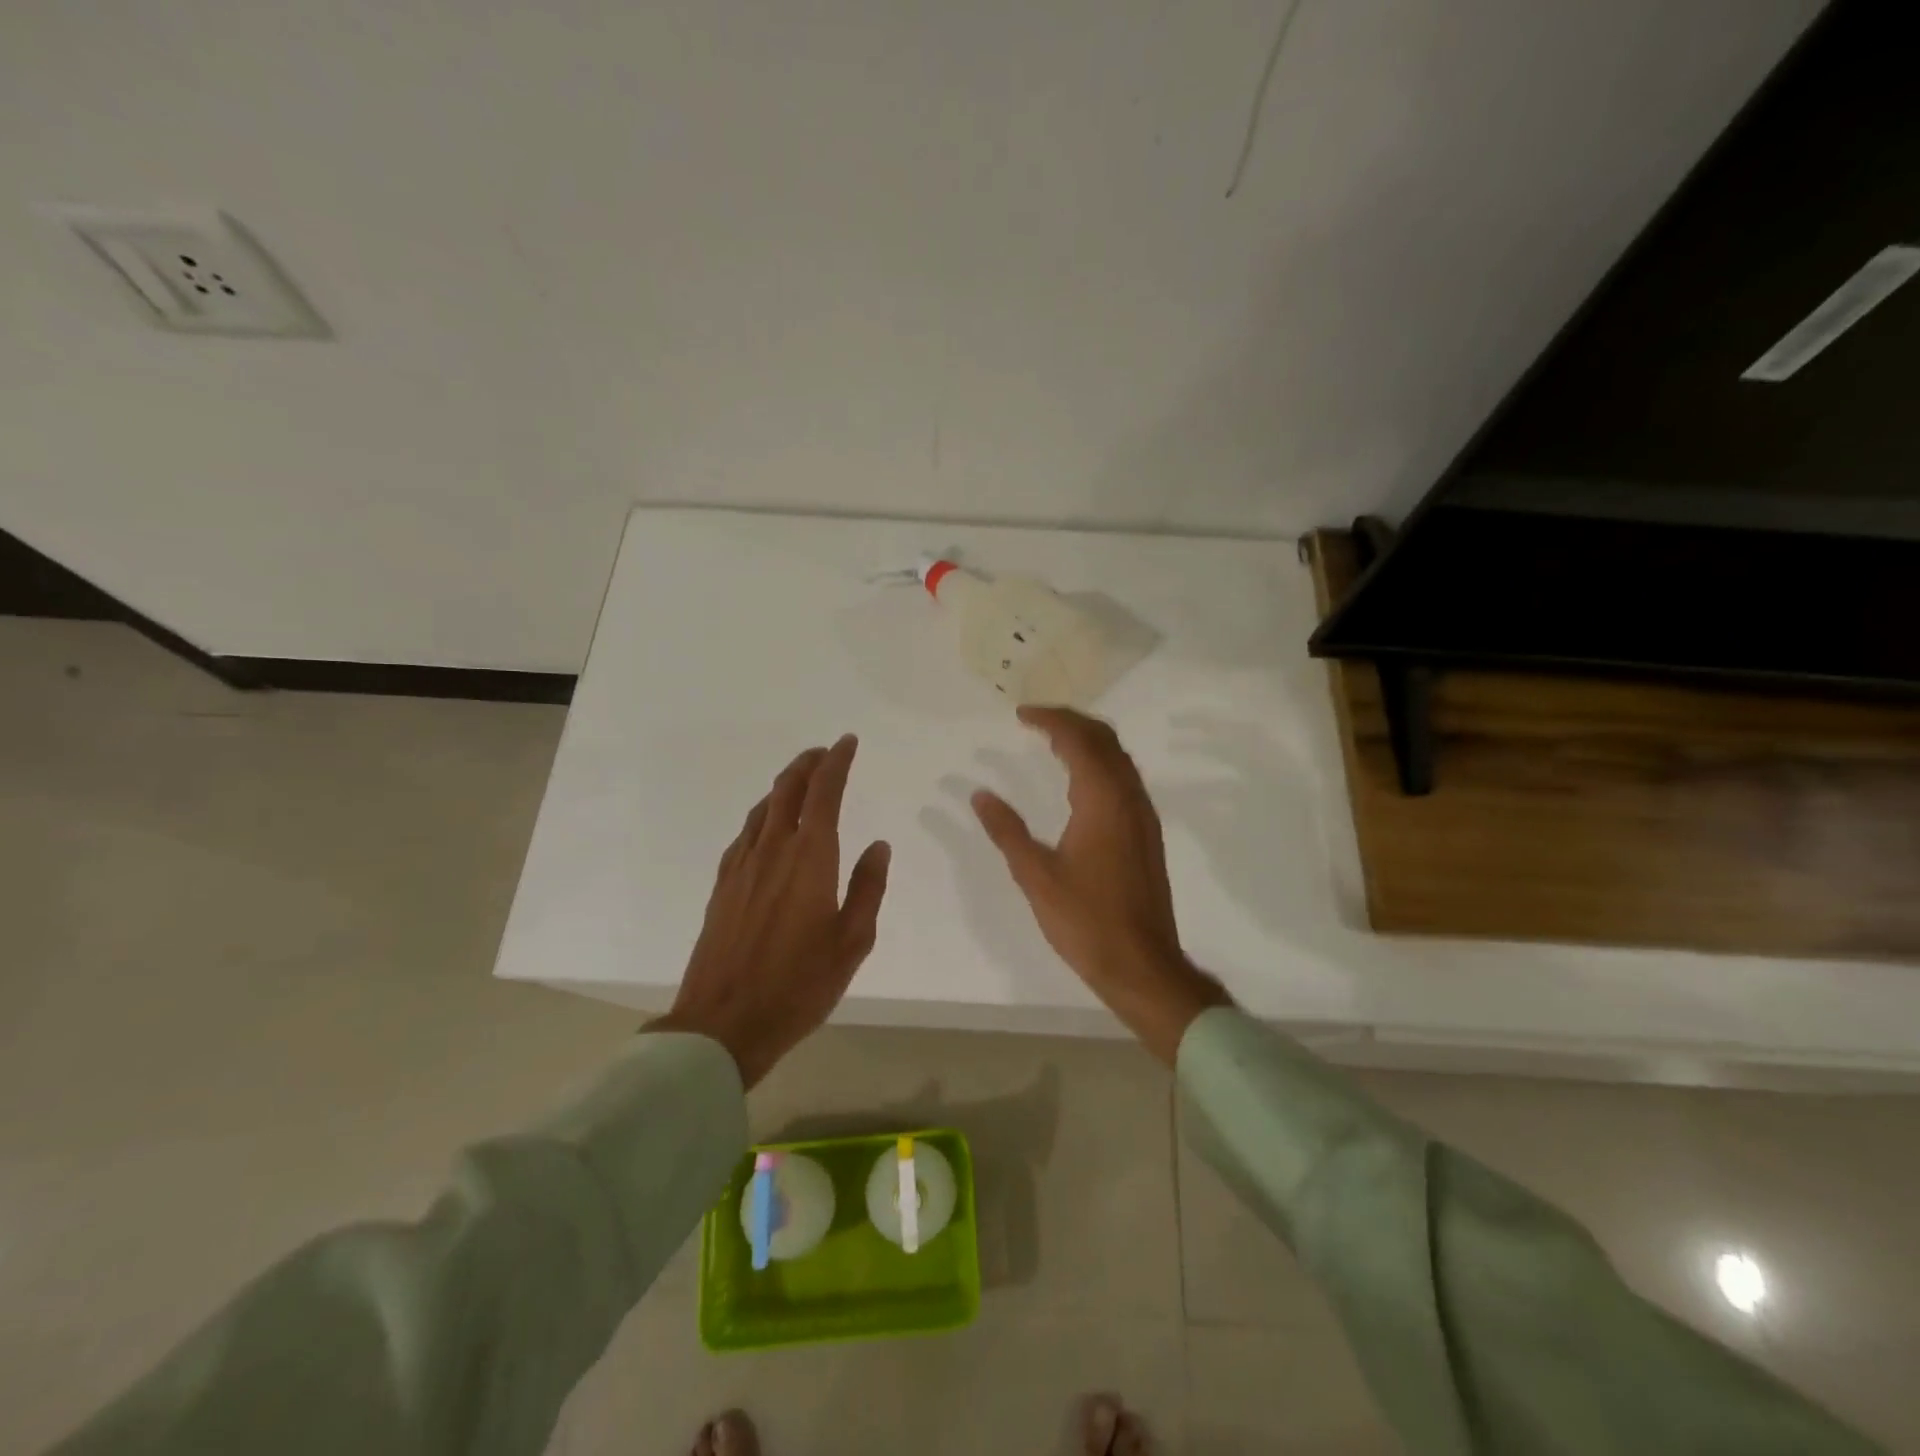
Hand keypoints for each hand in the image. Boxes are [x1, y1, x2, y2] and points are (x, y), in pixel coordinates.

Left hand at [649, 735, 890, 1087]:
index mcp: (810, 858)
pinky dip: (763, 815)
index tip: (847, 743)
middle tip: (824, 752)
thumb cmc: (798, 985)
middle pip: (787, 789)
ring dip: (784, 785)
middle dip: (807, 764)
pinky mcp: (723, 885)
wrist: (724, 1023)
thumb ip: (867, 888)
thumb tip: (878, 846)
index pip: (824, 793)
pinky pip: (745, 834)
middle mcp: (772, 850)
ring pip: (763, 808)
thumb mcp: (852, 942)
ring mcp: (742, 866)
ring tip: (801, 781)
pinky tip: (768, 827)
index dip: (836, 762)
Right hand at [972, 706, 1229, 1062]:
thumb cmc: (1086, 921)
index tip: (1021, 714)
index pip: (1078, 740)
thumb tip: (979, 794)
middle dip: (1071, 721)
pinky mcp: (1147, 833)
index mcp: (1103, 801)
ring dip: (1088, 740)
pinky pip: (1124, 778)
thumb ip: (1007, 831)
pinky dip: (1100, 763)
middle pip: (1105, 739)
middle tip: (1036, 719)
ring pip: (1119, 758)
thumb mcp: (1036, 876)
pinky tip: (1079, 781)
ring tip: (1053, 740)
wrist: (1142, 964)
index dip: (1050, 720)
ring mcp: (1143, 816)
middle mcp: (1129, 798)